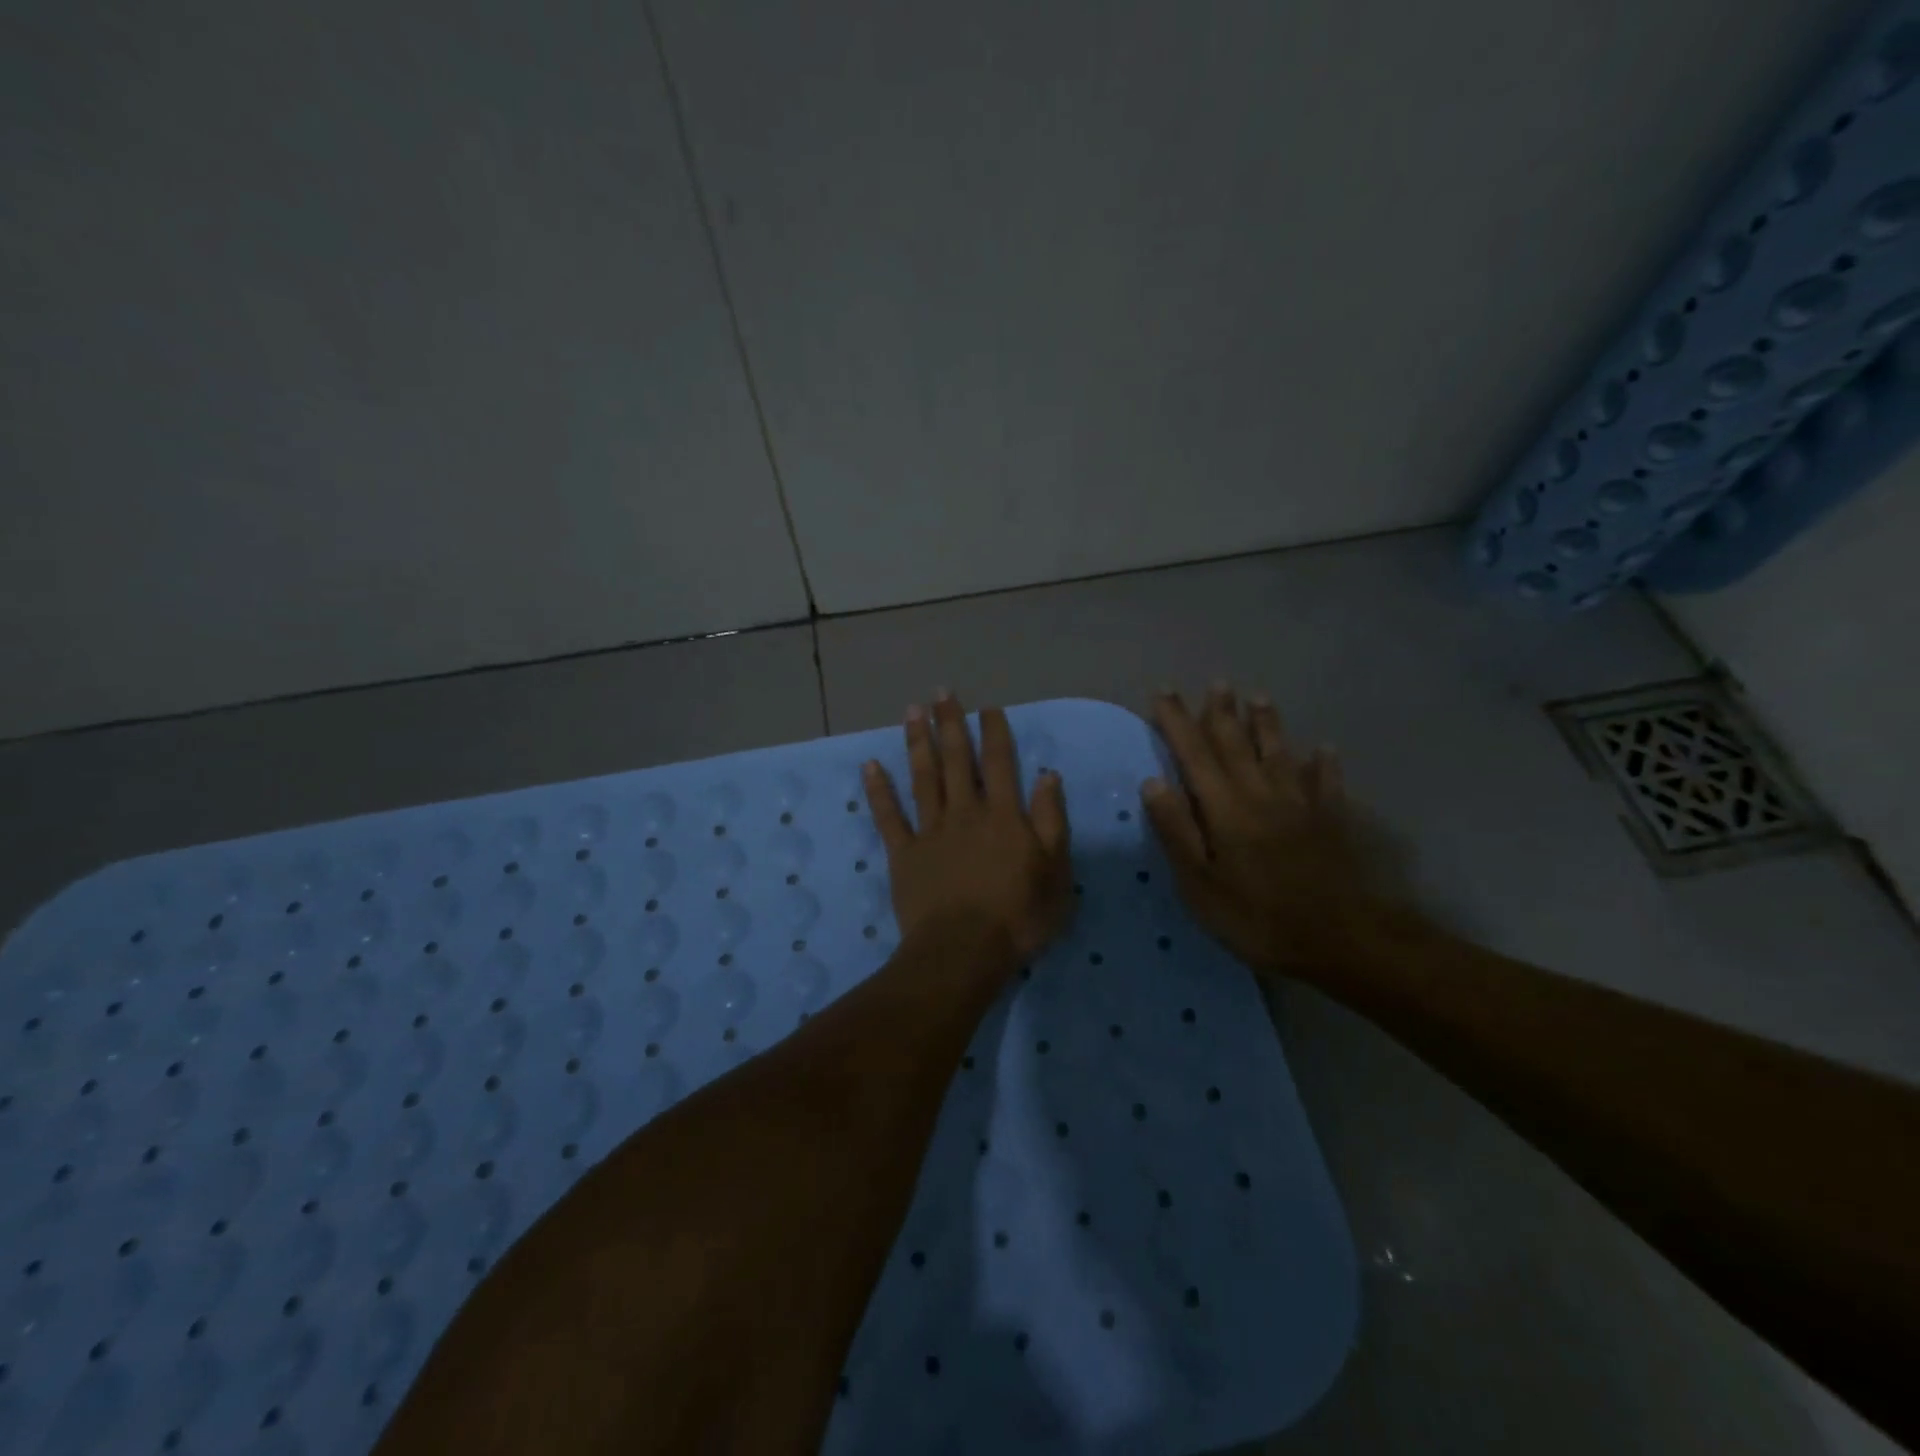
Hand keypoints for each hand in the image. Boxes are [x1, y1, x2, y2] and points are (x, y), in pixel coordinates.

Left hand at [863, 694, 1073, 968]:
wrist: (964, 951)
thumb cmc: (1018, 916)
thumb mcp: (1056, 871)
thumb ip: (1051, 820)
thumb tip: (1047, 775)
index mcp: (1002, 815)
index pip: (998, 763)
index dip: (993, 732)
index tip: (987, 707)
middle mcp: (964, 812)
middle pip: (956, 760)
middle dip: (950, 724)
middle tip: (941, 692)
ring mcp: (930, 831)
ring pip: (923, 777)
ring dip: (917, 742)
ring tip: (912, 711)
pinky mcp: (904, 854)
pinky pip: (888, 816)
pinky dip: (878, 790)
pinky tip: (869, 765)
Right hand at [1141, 685, 1407, 977]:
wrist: (1339, 940)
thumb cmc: (1257, 917)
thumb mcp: (1199, 883)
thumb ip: (1176, 831)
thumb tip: (1154, 782)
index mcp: (1225, 808)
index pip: (1194, 754)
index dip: (1177, 722)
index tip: (1163, 693)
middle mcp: (1262, 794)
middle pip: (1238, 744)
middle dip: (1221, 713)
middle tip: (1215, 683)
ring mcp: (1301, 806)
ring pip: (1280, 754)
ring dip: (1267, 725)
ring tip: (1259, 697)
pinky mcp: (1330, 822)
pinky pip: (1326, 784)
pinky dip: (1324, 764)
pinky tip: (1324, 749)